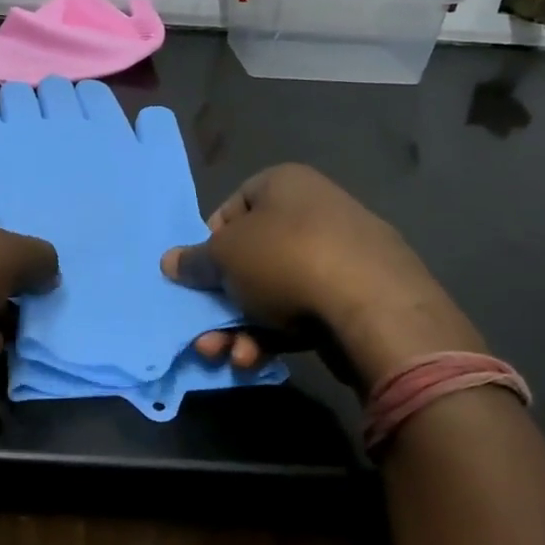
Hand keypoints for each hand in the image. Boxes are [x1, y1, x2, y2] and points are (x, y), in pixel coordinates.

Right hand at [161, 164, 482, 382]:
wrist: (375, 306)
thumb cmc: (286, 260)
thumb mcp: (225, 257)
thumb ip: (195, 261)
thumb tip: (170, 261)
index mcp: (285, 184)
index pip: (233, 208)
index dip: (211, 243)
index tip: (201, 275)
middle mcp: (315, 210)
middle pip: (252, 258)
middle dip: (223, 301)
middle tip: (206, 333)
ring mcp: (341, 255)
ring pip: (274, 292)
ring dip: (242, 327)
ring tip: (228, 356)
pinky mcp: (358, 297)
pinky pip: (304, 311)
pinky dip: (276, 334)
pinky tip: (258, 360)